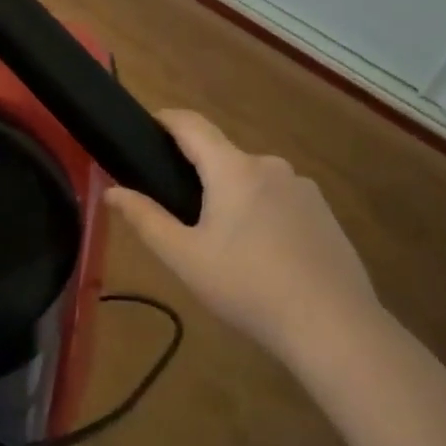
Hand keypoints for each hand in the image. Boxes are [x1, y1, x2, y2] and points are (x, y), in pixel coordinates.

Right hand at [106, 110, 373, 355]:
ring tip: (223, 243)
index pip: (192, 124)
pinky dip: (262, 213)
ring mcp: (303, 188)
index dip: (166, 119)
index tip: (146, 126)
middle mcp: (270, 166)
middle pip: (223, 156)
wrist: (334, 326)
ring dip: (232, 196)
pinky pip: (280, 200)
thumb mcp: (185, 257)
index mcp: (233, 169)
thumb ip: (145, 219)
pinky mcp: (324, 213)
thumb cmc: (248, 287)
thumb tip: (111, 191)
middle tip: (181, 214)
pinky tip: (263, 256)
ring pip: (253, 180)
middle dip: (199, 174)